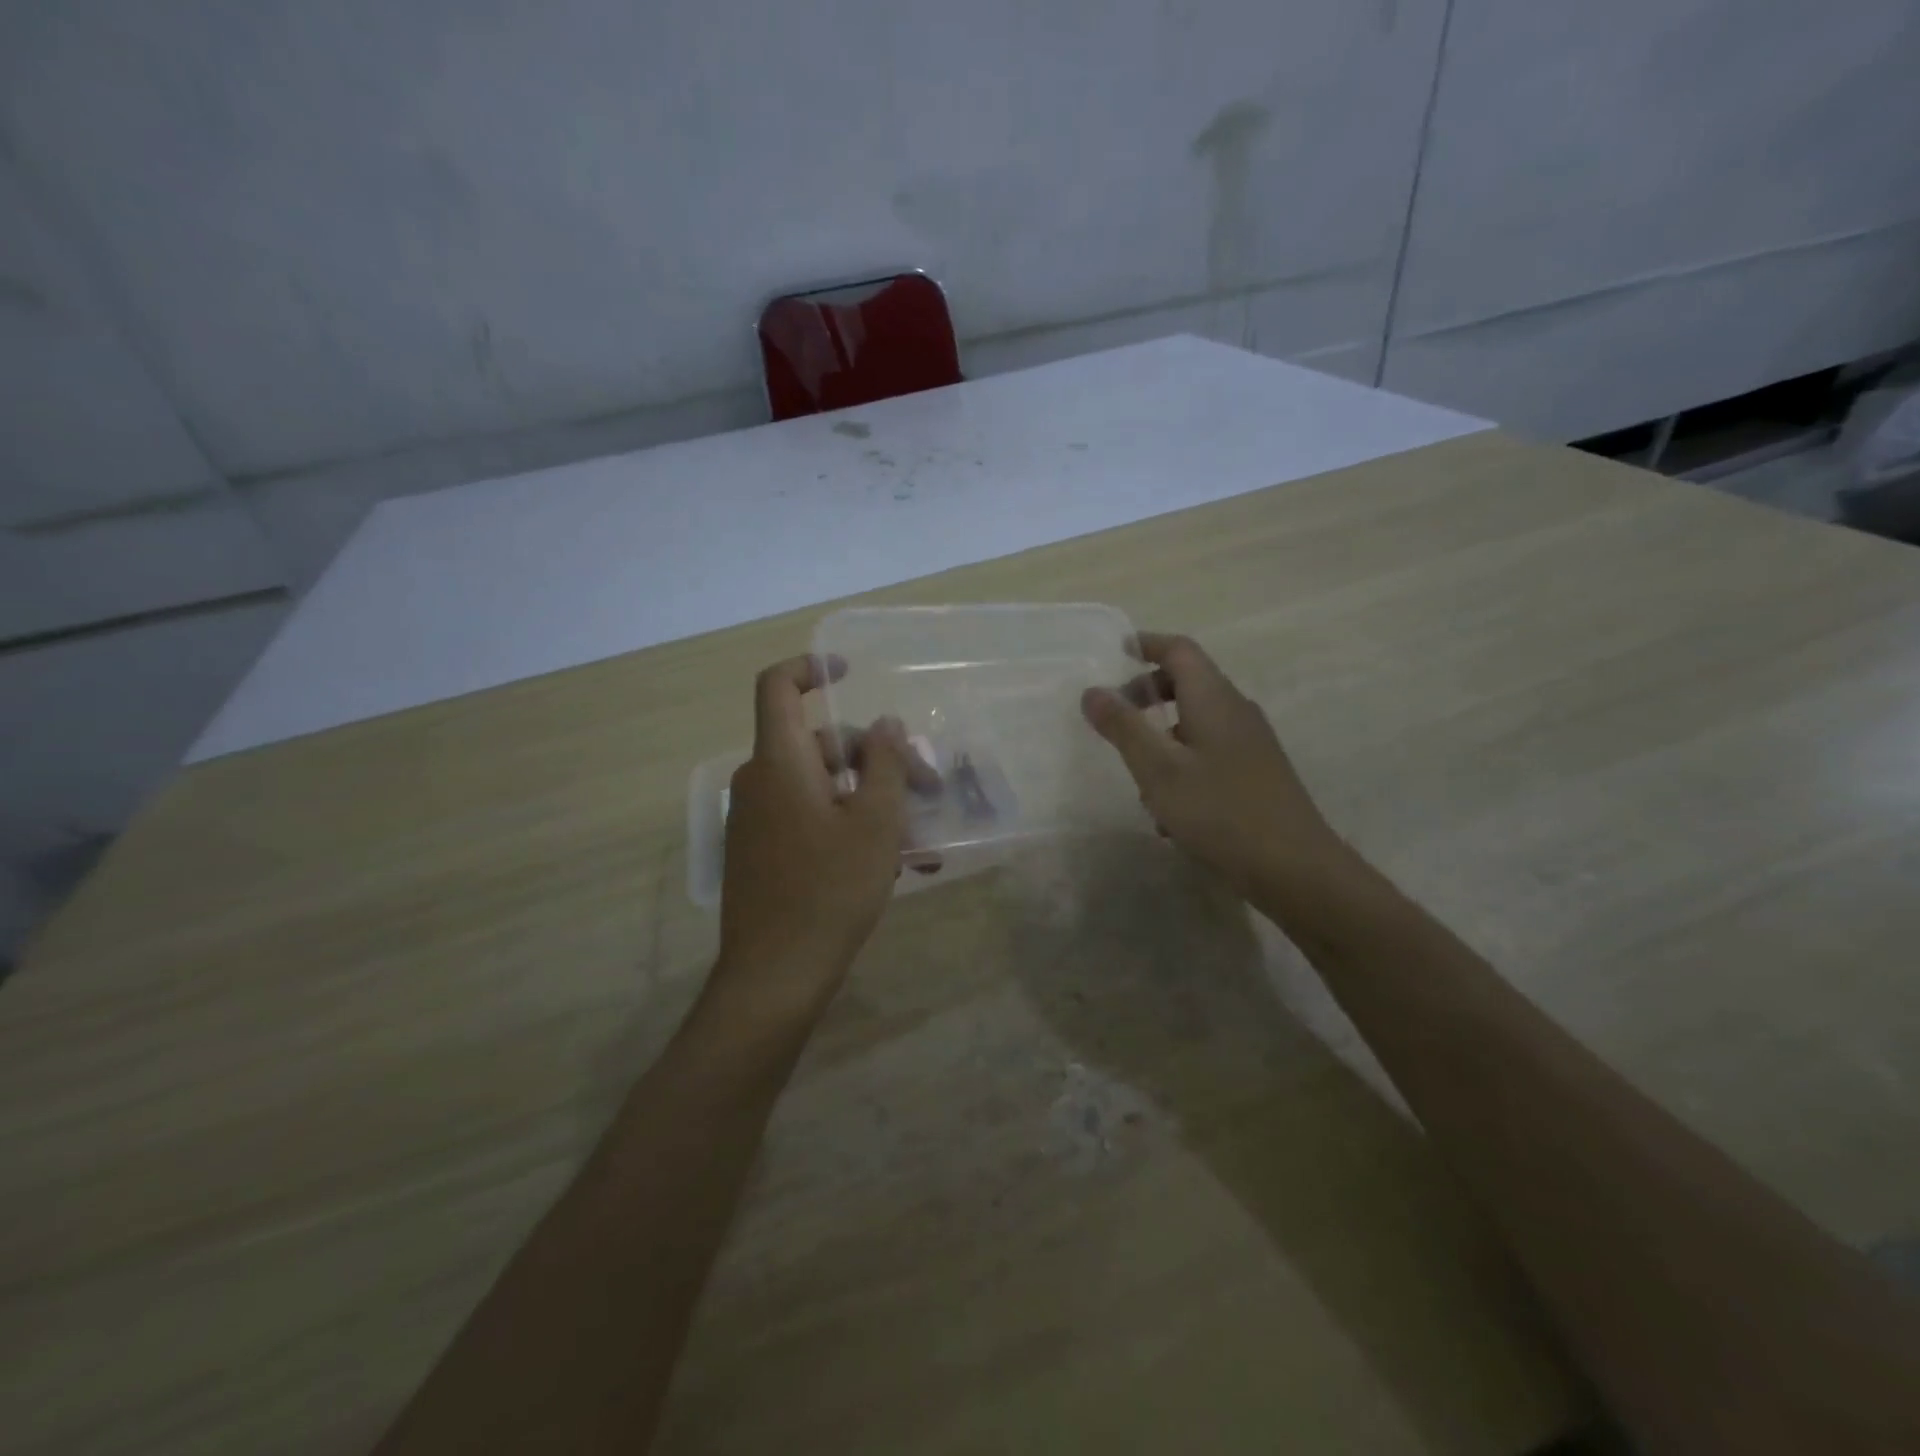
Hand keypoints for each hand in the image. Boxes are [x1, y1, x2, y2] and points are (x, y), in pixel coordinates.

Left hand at [716, 654, 917, 1015]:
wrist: (775, 974)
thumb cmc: (830, 889)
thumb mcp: (875, 823)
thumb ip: (885, 763)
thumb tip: (886, 725)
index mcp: (780, 762)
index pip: (778, 688)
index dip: (810, 668)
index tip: (849, 672)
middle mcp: (760, 782)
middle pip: (819, 744)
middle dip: (875, 758)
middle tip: (926, 789)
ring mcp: (757, 820)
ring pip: (820, 786)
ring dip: (869, 798)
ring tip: (919, 837)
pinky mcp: (762, 852)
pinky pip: (808, 817)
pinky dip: (847, 823)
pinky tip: (889, 859)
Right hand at [1080, 632, 1347, 900]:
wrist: (1294, 868)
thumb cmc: (1219, 811)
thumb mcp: (1158, 769)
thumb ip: (1123, 727)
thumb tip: (1092, 690)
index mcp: (1214, 698)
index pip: (1179, 650)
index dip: (1146, 644)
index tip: (1114, 652)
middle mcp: (1236, 710)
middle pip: (1188, 682)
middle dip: (1147, 693)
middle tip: (1115, 716)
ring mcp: (1251, 742)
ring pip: (1196, 721)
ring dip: (1162, 735)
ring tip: (1137, 774)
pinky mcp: (1256, 772)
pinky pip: (1210, 751)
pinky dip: (1182, 762)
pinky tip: (1168, 809)